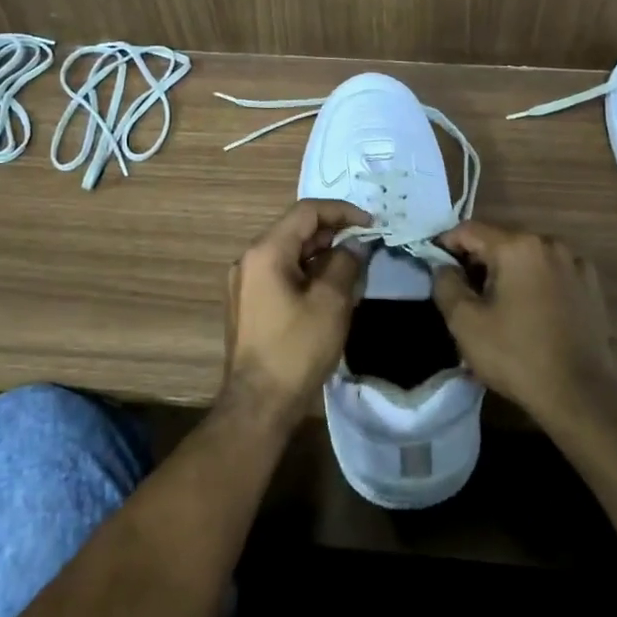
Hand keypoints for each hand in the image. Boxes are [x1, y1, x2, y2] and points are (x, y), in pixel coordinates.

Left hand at [221, 199, 370, 430]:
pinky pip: (281, 272)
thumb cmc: (296, 349)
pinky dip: (307, 271)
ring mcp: (245, 282)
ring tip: (353, 265)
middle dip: (333, 232)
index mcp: (265, 252)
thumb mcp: (331, 302)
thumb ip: (345, 263)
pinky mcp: (248, 303)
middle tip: (365, 244)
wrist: (258, 404)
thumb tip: (354, 244)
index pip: (306, 212)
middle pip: (295, 230)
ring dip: (321, 253)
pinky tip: (330, 287)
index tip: (371, 224)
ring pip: (289, 252)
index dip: (342, 211)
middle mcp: (249, 259)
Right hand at [431, 221, 616, 430]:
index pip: (469, 230)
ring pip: (527, 257)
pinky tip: (531, 312)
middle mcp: (549, 244)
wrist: (580, 395)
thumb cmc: (516, 355)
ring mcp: (575, 263)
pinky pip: (551, 273)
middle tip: (464, 293)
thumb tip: (444, 266)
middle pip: (500, 242)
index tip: (434, 266)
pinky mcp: (591, 285)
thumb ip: (446, 284)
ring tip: (498, 306)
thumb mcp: (465, 322)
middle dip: (478, 262)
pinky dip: (535, 283)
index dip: (446, 244)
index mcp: (517, 246)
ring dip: (507, 272)